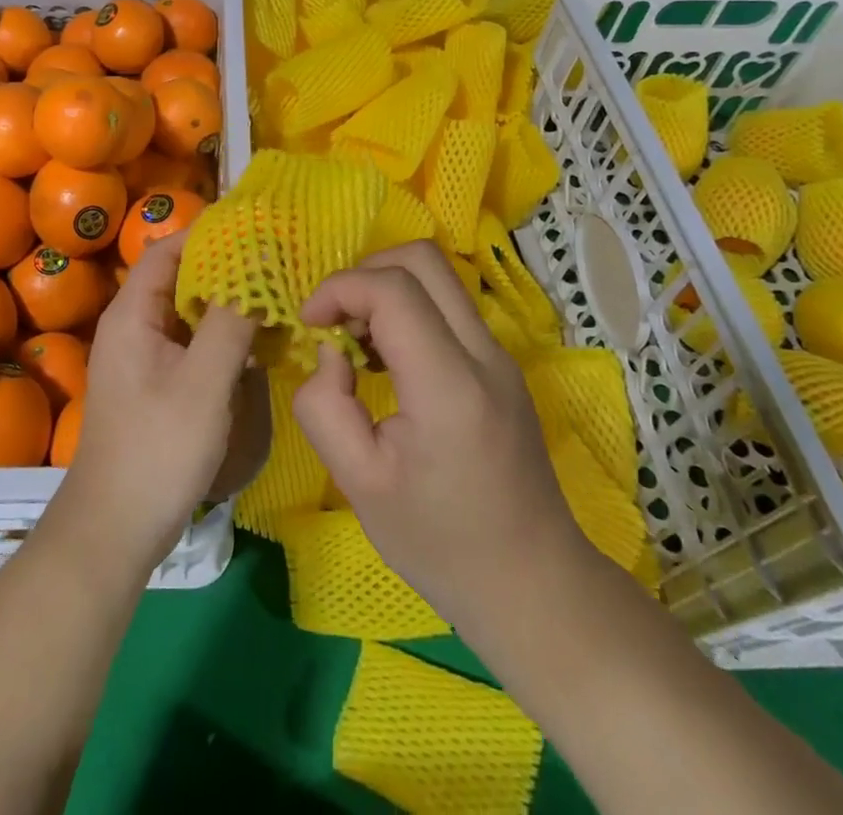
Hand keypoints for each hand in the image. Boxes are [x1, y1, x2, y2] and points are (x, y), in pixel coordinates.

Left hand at [52, 232, 258, 577]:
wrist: (114, 529)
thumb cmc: (157, 450)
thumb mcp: (203, 383)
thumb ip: (231, 322)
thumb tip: (257, 266)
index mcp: (132, 314)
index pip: (168, 249)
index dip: (208, 233)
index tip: (256, 228)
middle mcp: (132, 325)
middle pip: (178, 277)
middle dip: (225, 267)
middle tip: (275, 261)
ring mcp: (142, 355)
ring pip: (187, 310)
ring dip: (226, 302)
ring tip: (274, 294)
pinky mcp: (155, 382)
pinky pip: (190, 341)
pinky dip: (220, 333)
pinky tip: (255, 342)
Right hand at [292, 242, 590, 632]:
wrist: (533, 584)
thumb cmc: (440, 543)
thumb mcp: (358, 484)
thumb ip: (324, 406)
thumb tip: (330, 352)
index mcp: (449, 386)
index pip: (393, 289)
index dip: (339, 288)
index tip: (309, 323)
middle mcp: (483, 354)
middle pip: (423, 258)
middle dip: (364, 272)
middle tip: (334, 320)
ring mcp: (500, 355)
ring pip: (439, 275)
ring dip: (386, 287)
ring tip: (357, 341)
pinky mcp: (501, 364)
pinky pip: (448, 305)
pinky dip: (408, 308)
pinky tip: (388, 359)